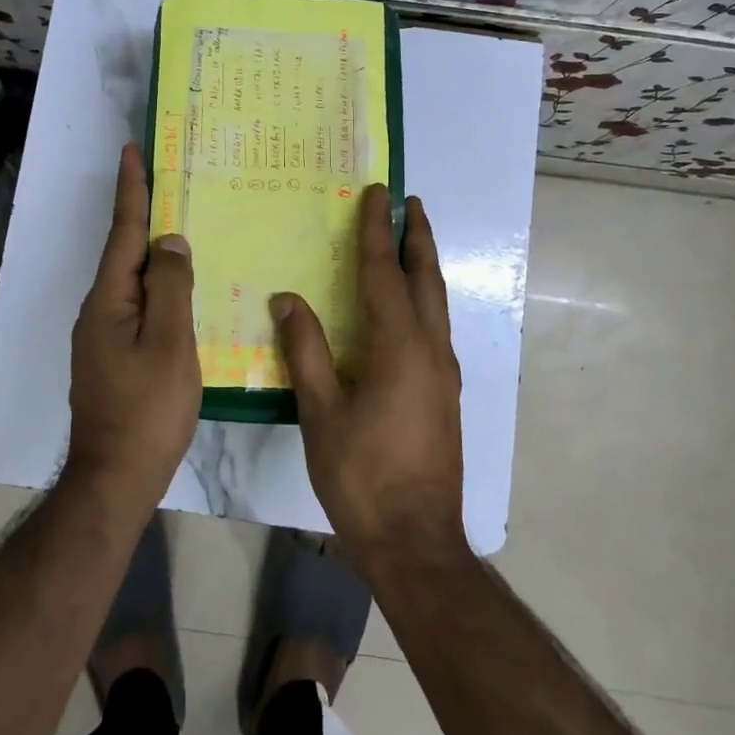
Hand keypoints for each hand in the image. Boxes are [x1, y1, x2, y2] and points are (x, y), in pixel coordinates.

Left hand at [67, 143, 201, 505]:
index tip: (132, 150)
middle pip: (124, 253)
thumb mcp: (169, 343)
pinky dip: (158, 287)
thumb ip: (170, 287)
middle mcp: (98, 310)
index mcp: (108, 300)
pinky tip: (180, 290)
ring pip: (132, 281)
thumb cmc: (148, 409)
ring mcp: (103, 336)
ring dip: (153, 252)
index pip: (124, 232)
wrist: (116, 477)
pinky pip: (138, 306)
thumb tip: (169, 241)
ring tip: (181, 230)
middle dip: (143, 215)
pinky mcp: (113, 356)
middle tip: (169, 182)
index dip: (132, 190)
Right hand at [272, 186, 465, 569]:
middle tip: (411, 203)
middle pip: (426, 279)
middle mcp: (430, 349)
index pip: (384, 273)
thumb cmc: (362, 475)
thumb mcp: (321, 413)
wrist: (416, 541)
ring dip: (425, 266)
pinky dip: (424, 299)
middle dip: (418, 237)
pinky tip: (410, 309)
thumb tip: (288, 299)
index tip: (377, 193)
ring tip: (413, 240)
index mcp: (399, 347)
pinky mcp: (446, 394)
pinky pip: (436, 327)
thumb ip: (305, 351)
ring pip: (437, 303)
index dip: (377, 231)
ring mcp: (444, 373)